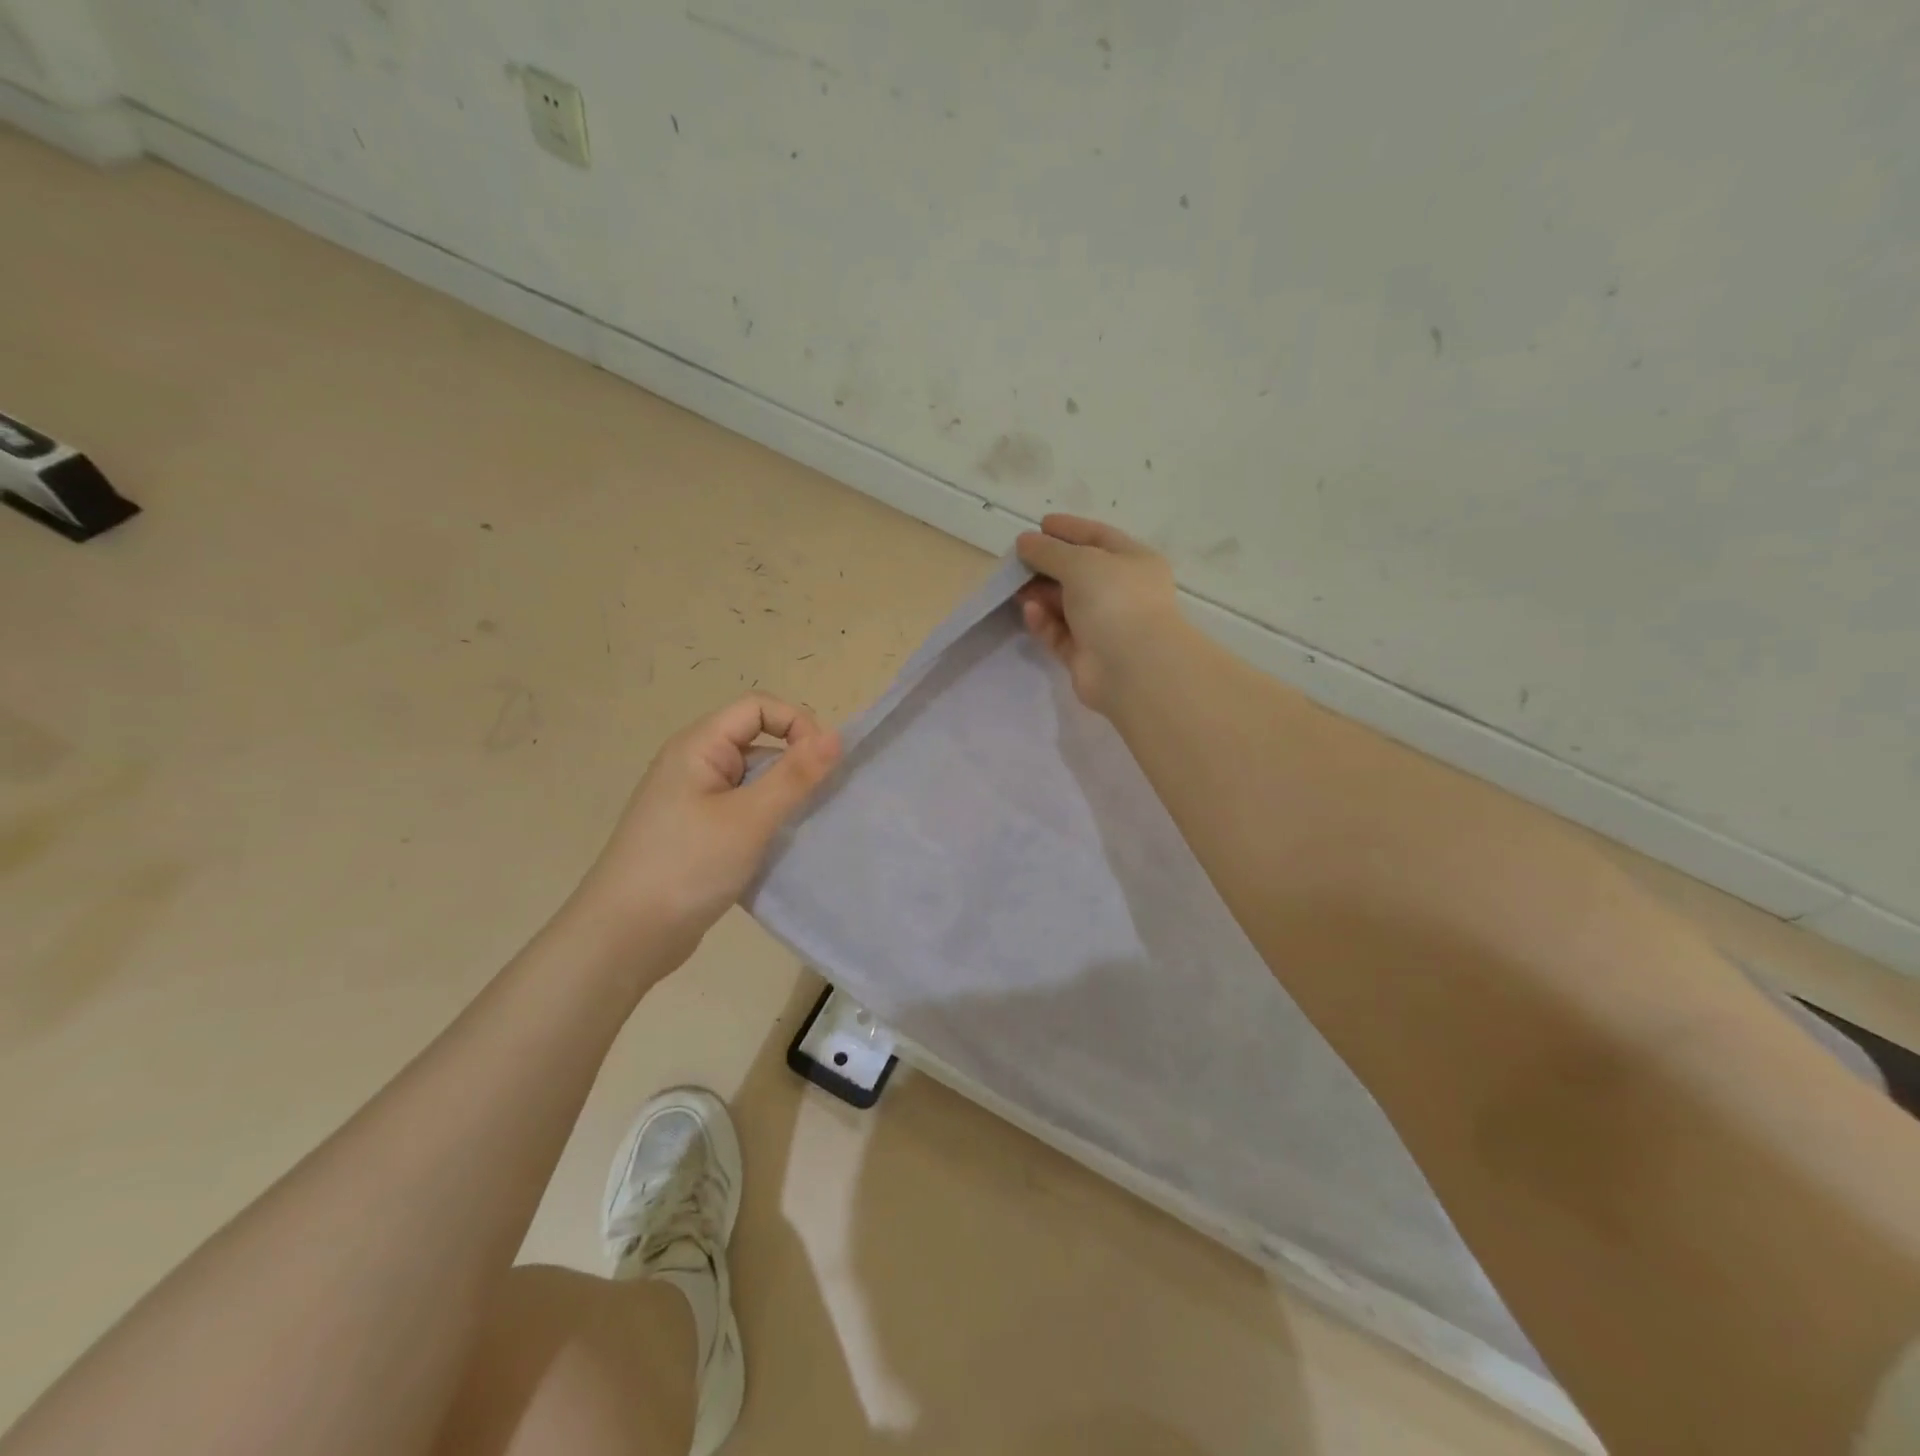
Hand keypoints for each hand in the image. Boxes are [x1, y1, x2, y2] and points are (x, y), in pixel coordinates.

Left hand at [570, 693, 840, 961]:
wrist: (624, 938)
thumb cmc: (687, 866)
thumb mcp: (749, 818)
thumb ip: (795, 775)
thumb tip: (837, 736)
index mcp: (698, 747)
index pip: (758, 708)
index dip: (796, 723)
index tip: (824, 763)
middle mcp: (694, 765)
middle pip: (757, 743)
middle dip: (794, 765)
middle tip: (820, 802)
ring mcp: (693, 801)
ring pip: (753, 782)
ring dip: (783, 798)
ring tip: (804, 829)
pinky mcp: (697, 834)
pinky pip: (742, 812)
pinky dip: (766, 823)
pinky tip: (780, 850)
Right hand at [1015, 514, 1182, 713]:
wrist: (1133, 667)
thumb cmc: (1115, 600)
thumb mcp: (1081, 562)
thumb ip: (1049, 551)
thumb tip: (1024, 542)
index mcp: (1133, 561)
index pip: (1098, 537)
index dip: (1069, 529)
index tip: (1039, 525)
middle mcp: (1122, 592)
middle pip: (1079, 572)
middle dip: (1048, 564)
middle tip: (1016, 560)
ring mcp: (1105, 626)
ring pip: (1066, 605)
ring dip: (1041, 594)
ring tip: (1014, 586)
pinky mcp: (1086, 656)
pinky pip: (1060, 633)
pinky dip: (1044, 622)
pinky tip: (1029, 611)